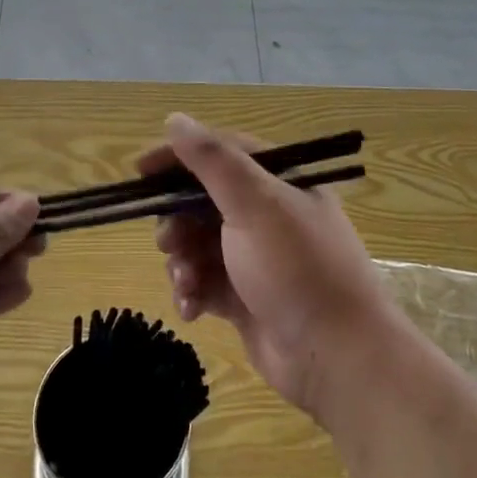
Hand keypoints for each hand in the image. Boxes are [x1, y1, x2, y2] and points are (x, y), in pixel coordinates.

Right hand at [146, 114, 404, 424]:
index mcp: (280, 182)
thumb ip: (213, 160)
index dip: (178, 158)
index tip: (140, 171)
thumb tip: (174, 119)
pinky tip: (192, 309)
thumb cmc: (296, 268)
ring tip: (185, 281)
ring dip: (182, 261)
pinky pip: (204, 281)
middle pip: (202, 201)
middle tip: (167, 241)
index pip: (221, 153)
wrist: (336, 357)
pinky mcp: (245, 296)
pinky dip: (192, 291)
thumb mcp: (255, 204)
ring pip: (197, 243)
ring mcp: (255, 257)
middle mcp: (268, 214)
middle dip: (177, 221)